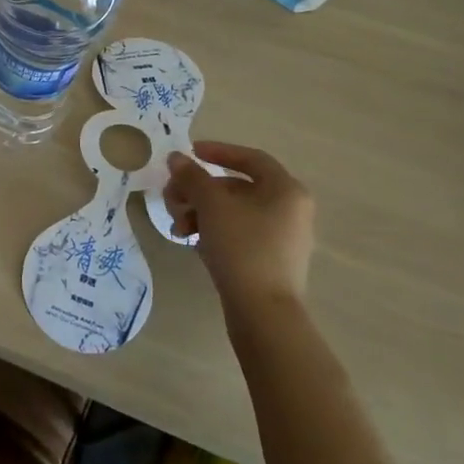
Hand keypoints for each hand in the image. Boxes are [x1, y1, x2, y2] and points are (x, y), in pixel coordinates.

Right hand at [166, 142, 315, 309]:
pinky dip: (214, 231)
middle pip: (237, 186)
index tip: (188, 154)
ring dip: (201, 212)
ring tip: (178, 227)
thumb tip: (176, 158)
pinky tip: (191, 241)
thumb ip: (192, 176)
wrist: (263, 312)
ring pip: (234, 211)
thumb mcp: (211, 205)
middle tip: (173, 198)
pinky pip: (239, 233)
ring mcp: (283, 237)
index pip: (250, 158)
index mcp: (286, 190)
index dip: (217, 151)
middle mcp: (291, 209)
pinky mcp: (272, 260)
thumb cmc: (241, 247)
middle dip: (199, 190)